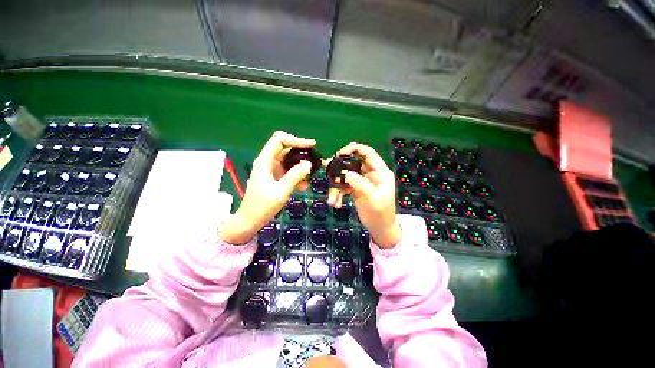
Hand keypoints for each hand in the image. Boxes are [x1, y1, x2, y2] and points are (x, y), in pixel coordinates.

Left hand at [220, 131, 314, 244]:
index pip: (279, 140)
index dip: (295, 139)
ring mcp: (272, 169)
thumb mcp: (281, 192)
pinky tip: (303, 186)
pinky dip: (298, 175)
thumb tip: (308, 164)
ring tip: (310, 176)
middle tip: (314, 161)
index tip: (311, 146)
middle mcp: (268, 162)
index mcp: (265, 161)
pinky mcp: (275, 176)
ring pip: (289, 160)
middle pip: (286, 148)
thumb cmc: (262, 207)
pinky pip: (289, 170)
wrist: (250, 220)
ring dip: (301, 166)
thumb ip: (295, 176)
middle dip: (301, 153)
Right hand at [327, 143, 400, 248]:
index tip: (339, 154)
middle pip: (353, 162)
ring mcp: (362, 181)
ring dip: (336, 185)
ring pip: (346, 175)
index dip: (354, 149)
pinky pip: (344, 186)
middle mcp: (370, 173)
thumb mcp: (372, 198)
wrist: (380, 229)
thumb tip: (345, 173)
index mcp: (379, 171)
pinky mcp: (355, 189)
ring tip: (331, 198)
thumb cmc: (380, 214)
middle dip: (339, 166)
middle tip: (326, 168)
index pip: (367, 152)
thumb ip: (360, 184)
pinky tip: (336, 203)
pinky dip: (338, 193)